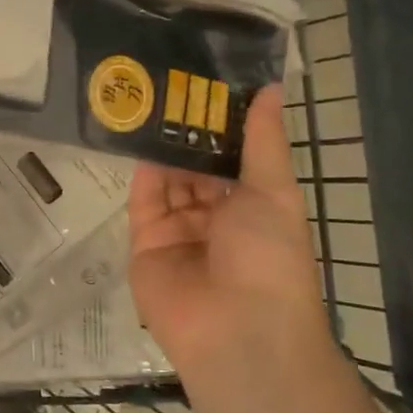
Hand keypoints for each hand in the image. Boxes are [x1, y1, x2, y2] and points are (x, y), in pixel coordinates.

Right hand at [128, 85, 328, 367]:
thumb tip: (272, 87)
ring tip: (149, 100)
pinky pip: (143, 202)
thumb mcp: (274, 191)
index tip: (207, 83)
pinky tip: (138, 137)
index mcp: (253, 207)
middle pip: (196, 167)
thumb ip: (263, 140)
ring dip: (163, 148)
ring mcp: (179, 231)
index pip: (233, 157)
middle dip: (187, 133)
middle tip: (170, 84)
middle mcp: (216, 218)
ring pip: (168, 180)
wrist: (236, 330)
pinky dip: (142, 173)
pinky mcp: (145, 244)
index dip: (221, 124)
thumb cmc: (269, 256)